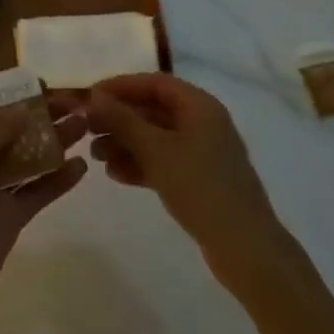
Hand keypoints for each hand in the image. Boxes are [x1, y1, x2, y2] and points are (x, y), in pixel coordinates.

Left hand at [0, 94, 87, 333]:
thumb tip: (22, 109)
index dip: (13, 94)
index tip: (44, 84)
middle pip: (12, 129)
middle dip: (41, 115)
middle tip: (75, 105)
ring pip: (28, 158)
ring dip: (54, 143)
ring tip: (85, 128)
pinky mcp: (10, 217)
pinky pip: (37, 191)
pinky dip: (57, 180)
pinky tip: (81, 168)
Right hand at [86, 73, 296, 293]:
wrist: (247, 250)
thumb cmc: (201, 188)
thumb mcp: (156, 150)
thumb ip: (122, 120)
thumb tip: (93, 96)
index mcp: (199, 106)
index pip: (153, 83)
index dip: (120, 86)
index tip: (89, 97)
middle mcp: (202, 123)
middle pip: (152, 110)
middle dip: (119, 119)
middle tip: (86, 129)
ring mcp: (202, 153)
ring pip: (155, 138)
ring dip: (125, 143)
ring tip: (96, 156)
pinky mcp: (200, 180)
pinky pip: (163, 161)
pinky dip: (140, 164)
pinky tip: (115, 175)